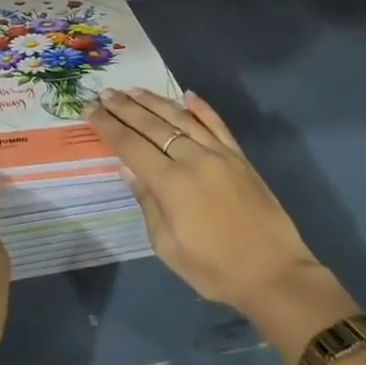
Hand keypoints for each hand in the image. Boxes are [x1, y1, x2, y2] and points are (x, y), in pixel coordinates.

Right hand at [86, 88, 353, 347]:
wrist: (275, 275)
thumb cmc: (214, 269)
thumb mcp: (168, 247)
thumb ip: (147, 203)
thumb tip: (128, 169)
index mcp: (171, 184)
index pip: (131, 145)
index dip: (108, 127)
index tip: (90, 111)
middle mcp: (193, 159)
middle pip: (152, 126)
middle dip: (125, 108)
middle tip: (104, 94)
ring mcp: (220, 155)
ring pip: (181, 118)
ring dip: (154, 102)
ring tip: (133, 90)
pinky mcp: (240, 158)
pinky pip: (218, 125)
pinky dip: (201, 108)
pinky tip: (188, 95)